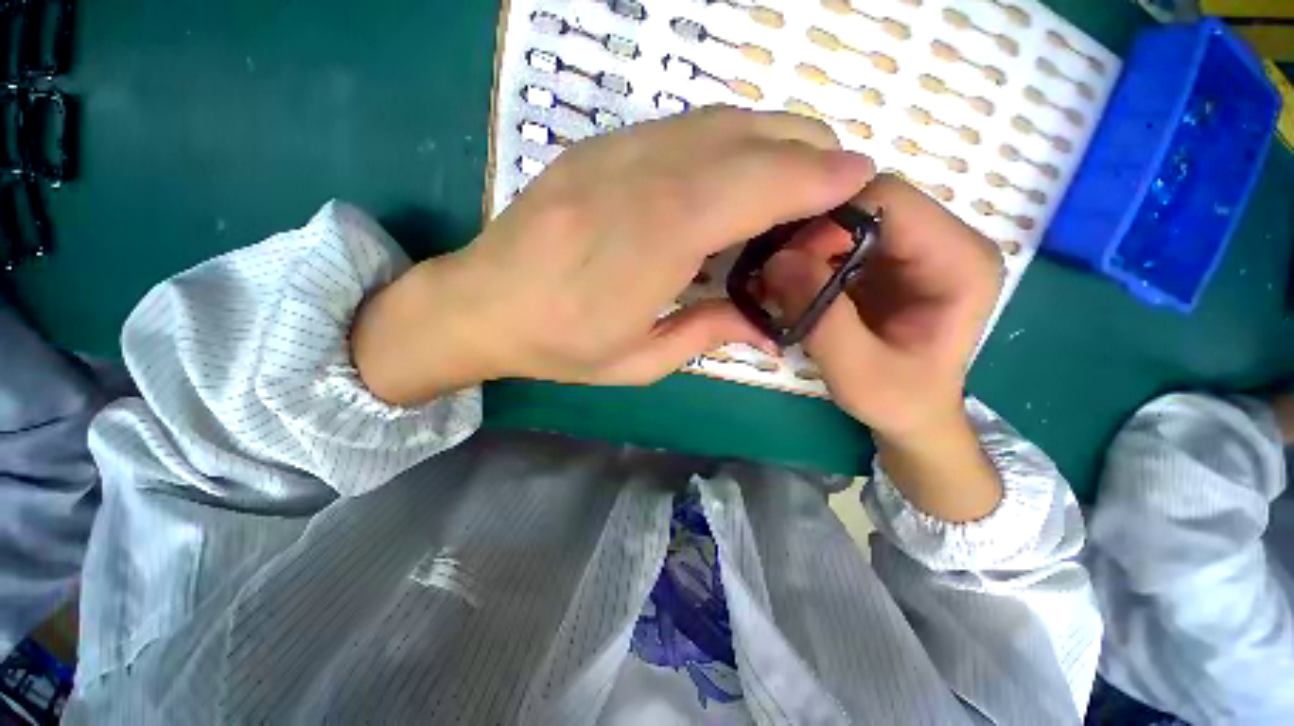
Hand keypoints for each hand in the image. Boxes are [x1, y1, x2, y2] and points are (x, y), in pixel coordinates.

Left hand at [352, 107, 874, 404]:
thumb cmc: (559, 345)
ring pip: (716, 122)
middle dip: (805, 150)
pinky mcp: (599, 147)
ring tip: (799, 171)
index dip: (812, 177)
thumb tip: (766, 328)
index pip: (749, 188)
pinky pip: (682, 128)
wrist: (481, 303)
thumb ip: (706, 335)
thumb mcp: (637, 362)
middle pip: (742, 140)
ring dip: (772, 138)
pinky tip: (739, 166)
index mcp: (651, 244)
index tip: (859, 179)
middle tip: (837, 179)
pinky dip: (729, 138)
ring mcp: (614, 154)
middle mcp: (638, 182)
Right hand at [761, 174, 1004, 520]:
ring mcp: (914, 247)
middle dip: (811, 235)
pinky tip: (792, 286)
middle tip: (776, 275)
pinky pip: (839, 239)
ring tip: (779, 283)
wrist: (912, 415)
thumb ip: (823, 320)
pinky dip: (808, 258)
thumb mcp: (858, 374)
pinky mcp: (888, 261)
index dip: (830, 221)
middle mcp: (943, 240)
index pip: (888, 200)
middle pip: (864, 202)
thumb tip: (778, 261)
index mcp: (959, 261)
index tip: (788, 263)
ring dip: (805, 247)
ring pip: (847, 217)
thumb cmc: (898, 401)